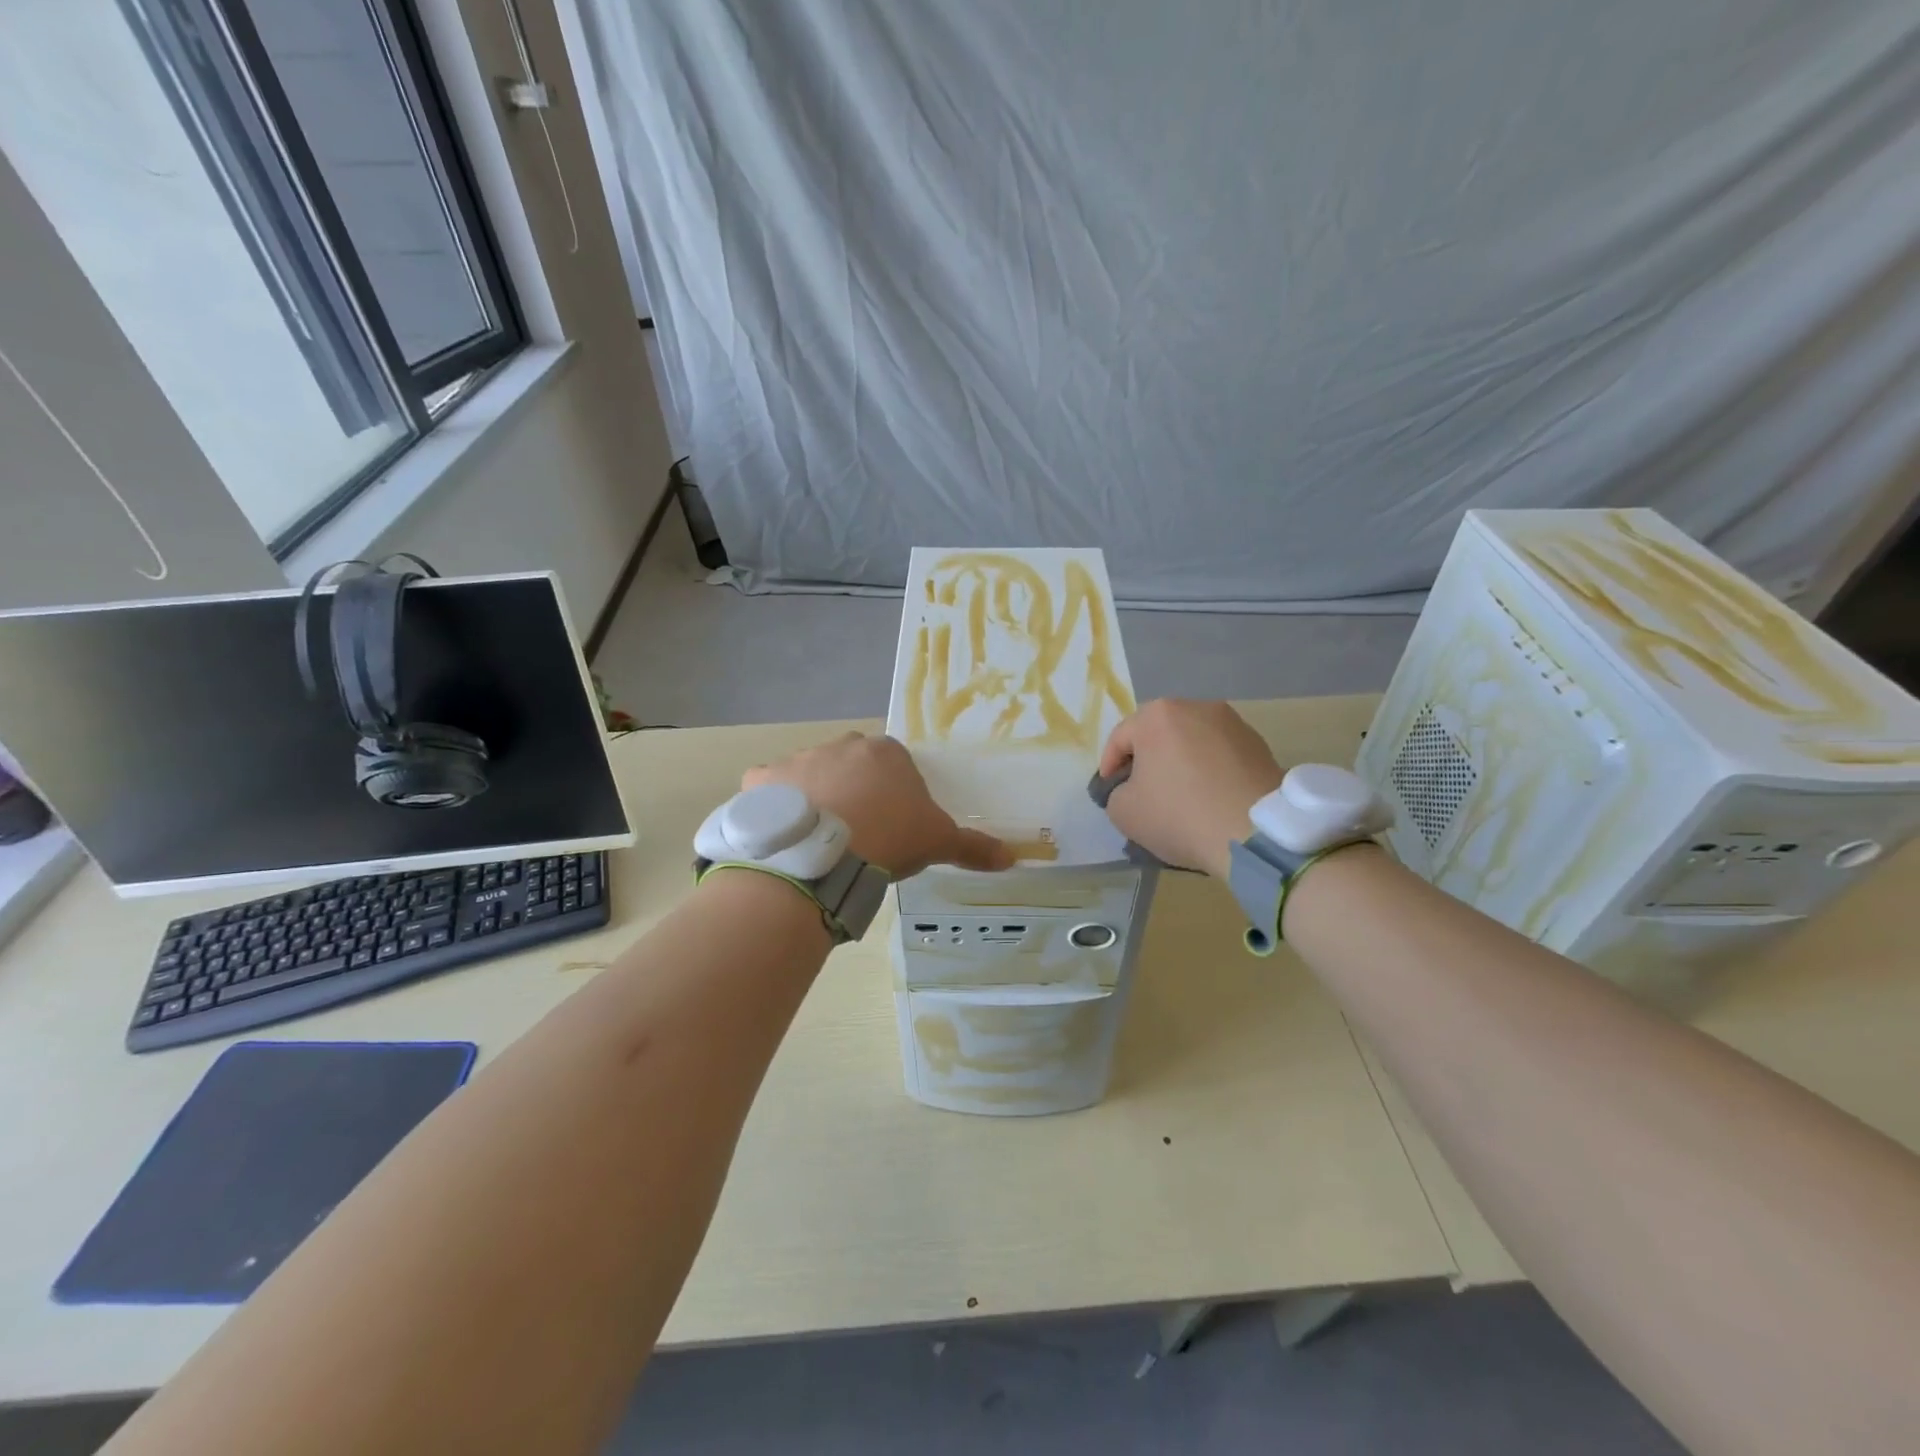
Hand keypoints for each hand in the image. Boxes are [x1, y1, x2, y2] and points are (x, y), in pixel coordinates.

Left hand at [744, 733, 1013, 878]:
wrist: (821, 854)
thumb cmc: (888, 837)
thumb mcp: (938, 842)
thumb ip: (973, 846)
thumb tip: (1012, 857)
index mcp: (885, 752)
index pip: (894, 765)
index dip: (893, 795)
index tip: (891, 825)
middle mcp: (841, 745)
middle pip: (850, 765)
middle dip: (853, 791)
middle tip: (856, 834)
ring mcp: (798, 759)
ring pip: (810, 777)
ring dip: (815, 800)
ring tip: (819, 842)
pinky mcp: (762, 779)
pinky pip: (771, 791)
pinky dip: (777, 809)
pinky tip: (785, 838)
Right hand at [1098, 700, 1284, 878]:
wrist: (1255, 832)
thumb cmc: (1179, 814)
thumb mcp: (1123, 811)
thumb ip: (1116, 792)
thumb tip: (1133, 788)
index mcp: (1157, 715)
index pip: (1119, 738)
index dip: (1109, 767)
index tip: (1110, 792)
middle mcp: (1195, 707)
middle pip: (1158, 735)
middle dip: (1147, 761)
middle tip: (1142, 792)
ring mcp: (1232, 723)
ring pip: (1191, 743)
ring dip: (1180, 764)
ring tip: (1179, 796)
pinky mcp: (1259, 744)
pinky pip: (1219, 755)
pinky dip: (1208, 772)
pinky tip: (1208, 799)